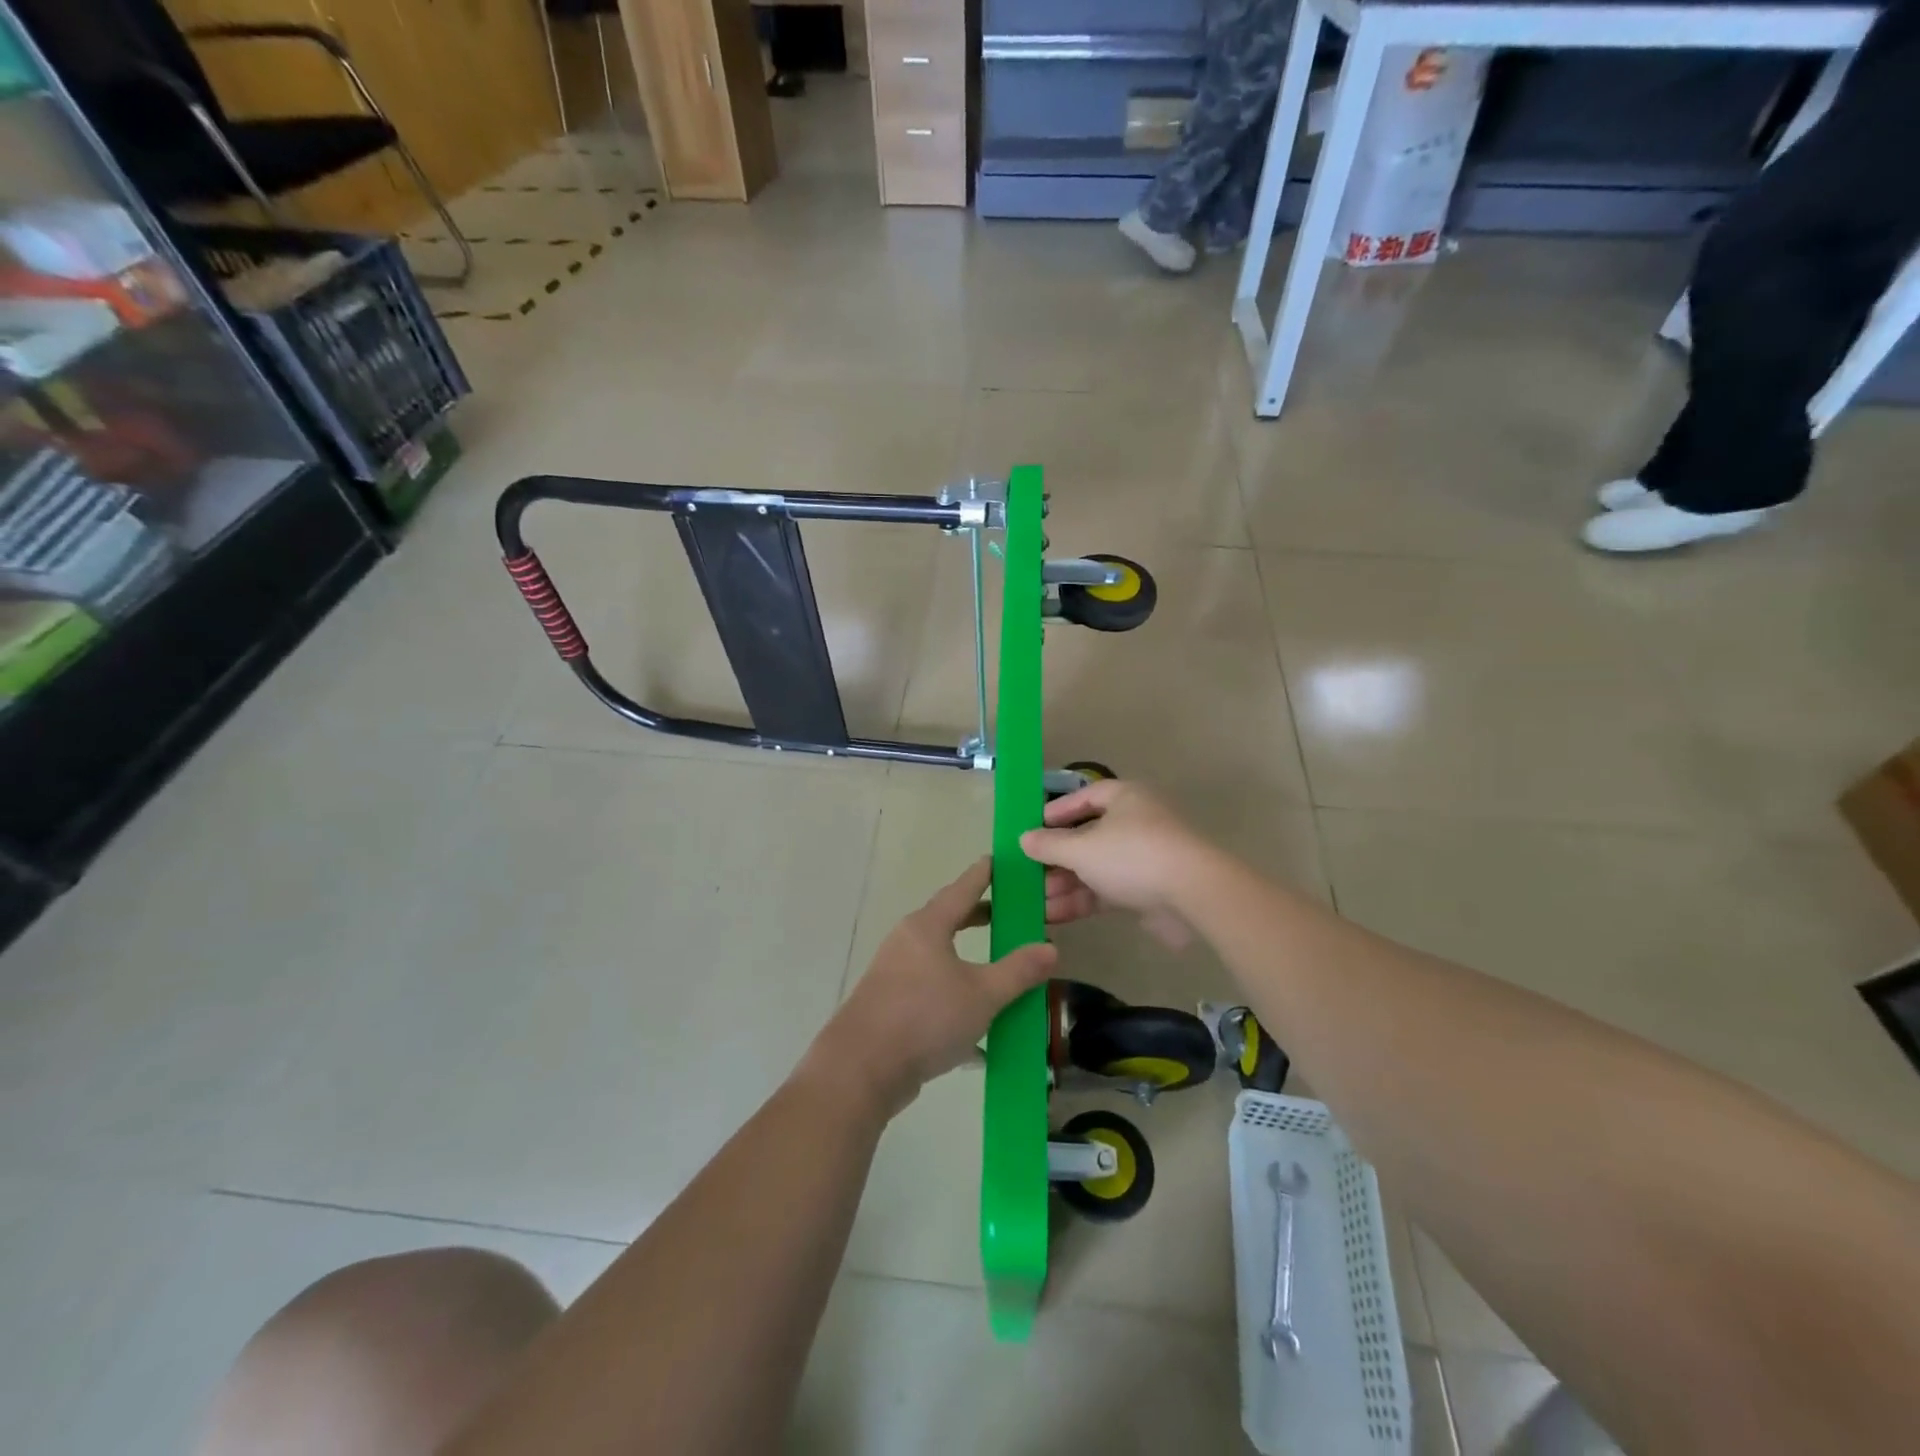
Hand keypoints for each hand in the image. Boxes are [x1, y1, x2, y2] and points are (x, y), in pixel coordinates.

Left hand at [808, 857, 1056, 1117]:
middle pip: (949, 920)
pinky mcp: (891, 1007)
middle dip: (979, 917)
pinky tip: (980, 1036)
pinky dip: (957, 1002)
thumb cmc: (925, 1017)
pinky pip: (932, 994)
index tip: (998, 859)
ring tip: (1000, 971)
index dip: (983, 874)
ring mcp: (896, 975)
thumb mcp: (983, 994)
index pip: (962, 889)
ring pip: (941, 959)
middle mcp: (908, 943)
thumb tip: (1051, 948)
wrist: (862, 1069)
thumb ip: (1019, 971)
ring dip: (970, 963)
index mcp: (928, 927)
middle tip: (1009, 914)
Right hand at [1021, 781, 1209, 948]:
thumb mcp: (1082, 848)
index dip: (1059, 810)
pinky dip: (1082, 900)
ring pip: (1096, 867)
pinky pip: (1108, 890)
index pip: (1087, 796)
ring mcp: (1144, 858)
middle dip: (1057, 857)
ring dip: (1065, 883)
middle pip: (1088, 836)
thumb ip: (1050, 845)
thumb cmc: (1133, 856)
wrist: (1194, 896)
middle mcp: (1136, 823)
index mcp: (1125, 798)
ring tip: (1033, 901)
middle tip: (1027, 873)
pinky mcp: (1149, 891)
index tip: (1033, 827)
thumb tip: (1024, 839)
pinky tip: (1053, 915)